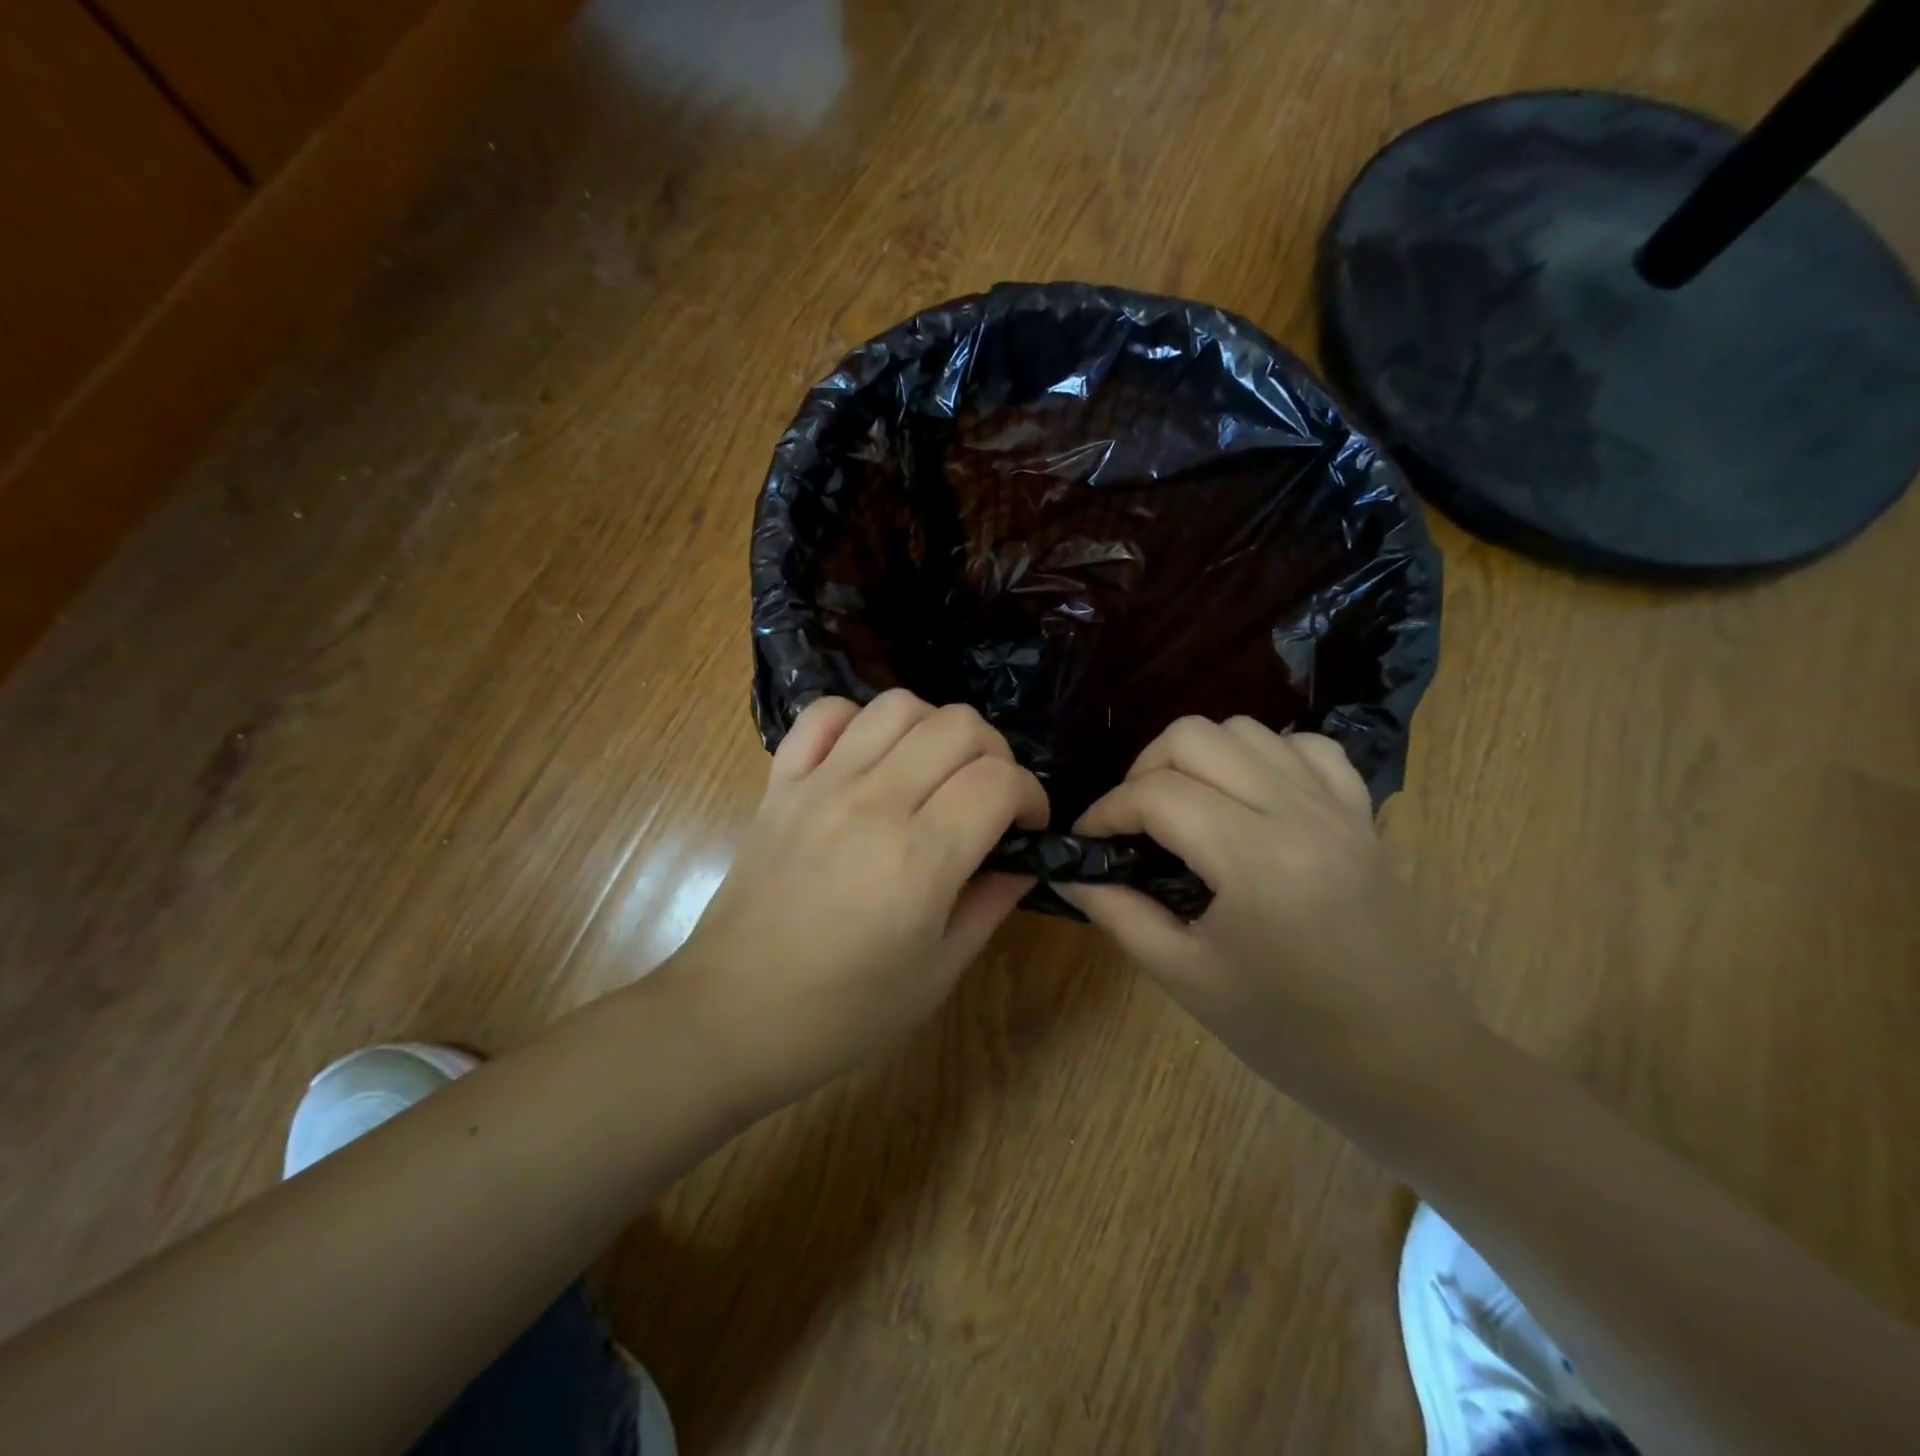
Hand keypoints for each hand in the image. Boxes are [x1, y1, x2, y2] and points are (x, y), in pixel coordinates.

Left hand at [665, 691, 1046, 1113]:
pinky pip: (825, 714)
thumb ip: (991, 902)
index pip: (1000, 781)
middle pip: (959, 726)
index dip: (1031, 795)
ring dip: (935, 729)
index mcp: (920, 858)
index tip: (1026, 825)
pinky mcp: (781, 782)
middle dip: (995, 755)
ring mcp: (821, 784)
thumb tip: (1024, 857)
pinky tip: (870, 758)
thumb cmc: (843, 1013)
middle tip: (989, 799)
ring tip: (934, 773)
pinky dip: (859, 721)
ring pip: (898, 706)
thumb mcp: (938, 971)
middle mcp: (873, 803)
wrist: (731, 1016)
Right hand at [1060, 717, 1481, 1108]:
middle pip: (1195, 736)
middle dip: (1143, 770)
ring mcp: (1336, 805)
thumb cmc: (1290, 1033)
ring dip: (1197, 756)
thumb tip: (1072, 870)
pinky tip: (1249, 796)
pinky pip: (1304, 746)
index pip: (1155, 794)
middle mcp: (1297, 811)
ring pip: (1245, 729)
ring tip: (1183, 806)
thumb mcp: (1187, 979)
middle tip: (1131, 822)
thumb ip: (1119, 913)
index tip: (1086, 840)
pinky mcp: (1361, 813)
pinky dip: (1262, 755)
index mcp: (1254, 858)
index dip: (1105, 811)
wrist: (1409, 1063)